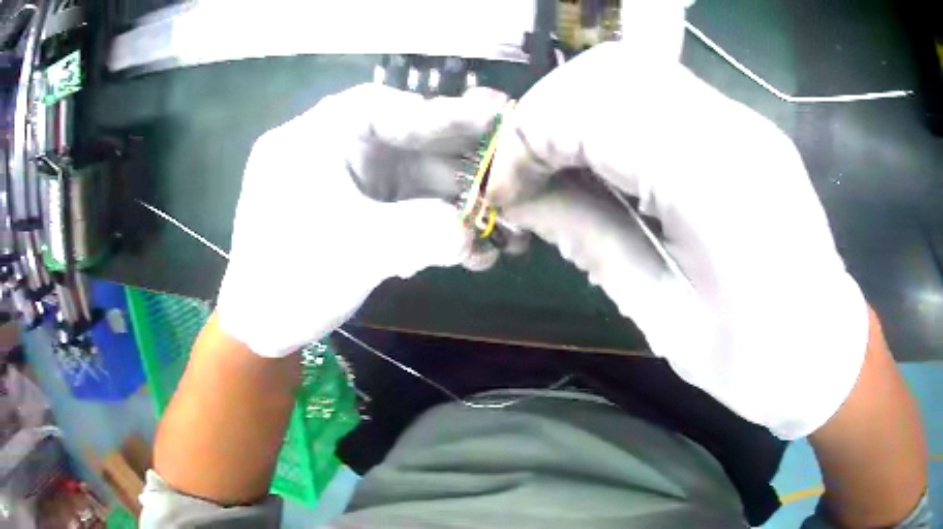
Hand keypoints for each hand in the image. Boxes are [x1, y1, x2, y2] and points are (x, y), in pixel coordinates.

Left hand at [217, 84, 508, 356]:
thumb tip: (475, 235)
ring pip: (409, 179)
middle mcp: (331, 150)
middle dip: (457, 168)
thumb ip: (424, 232)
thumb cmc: (292, 279)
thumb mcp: (359, 250)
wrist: (261, 328)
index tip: (487, 125)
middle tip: (509, 180)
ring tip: (500, 231)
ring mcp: (344, 183)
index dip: (438, 113)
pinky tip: (465, 250)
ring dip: (453, 205)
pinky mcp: (354, 212)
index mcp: (314, 138)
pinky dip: (432, 225)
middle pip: (404, 142)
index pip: (380, 106)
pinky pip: (401, 207)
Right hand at [488, 43, 867, 438]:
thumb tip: (524, 203)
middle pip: (609, 71)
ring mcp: (743, 121)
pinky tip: (608, 162)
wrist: (826, 350)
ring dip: (578, 108)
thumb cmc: (757, 362)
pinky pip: (662, 93)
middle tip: (527, 174)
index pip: (590, 111)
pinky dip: (614, 114)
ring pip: (633, 70)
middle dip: (547, 114)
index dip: (528, 143)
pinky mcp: (744, 127)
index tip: (506, 193)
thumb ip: (593, 245)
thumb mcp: (666, 321)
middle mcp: (731, 129)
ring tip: (560, 166)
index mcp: (714, 183)